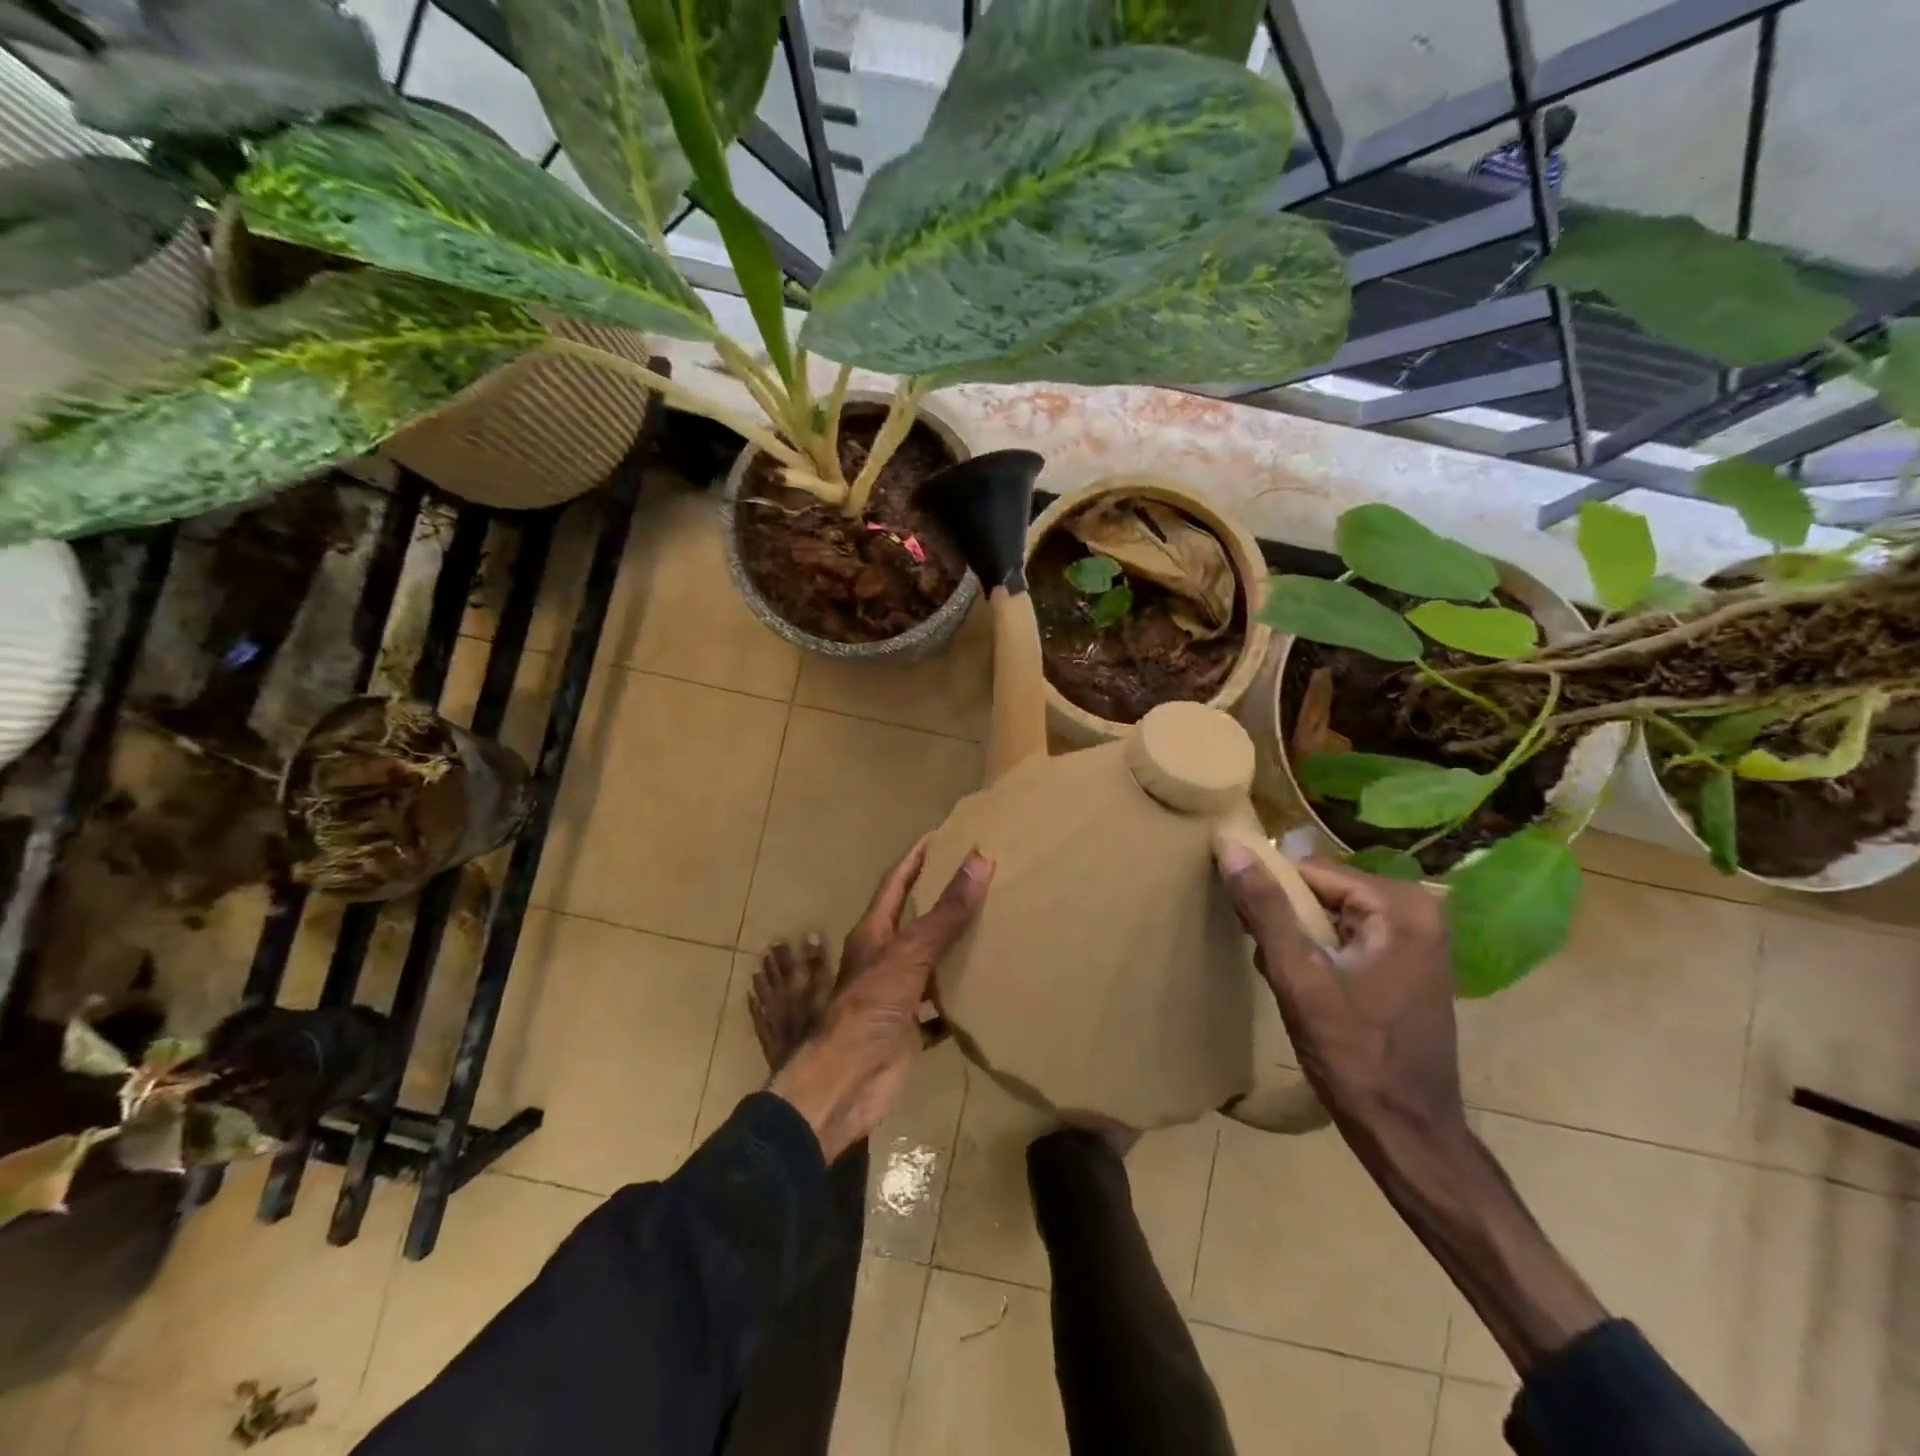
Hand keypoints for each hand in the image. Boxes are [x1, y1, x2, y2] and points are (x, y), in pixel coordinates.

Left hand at [771, 836, 992, 1160]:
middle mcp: (882, 959)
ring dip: (952, 950)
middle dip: (939, 901)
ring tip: (990, 930)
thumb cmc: (871, 1007)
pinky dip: (958, 1001)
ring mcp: (894, 995)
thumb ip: (946, 911)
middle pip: (913, 921)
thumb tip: (980, 857)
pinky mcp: (908, 1029)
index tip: (940, 836)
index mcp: (874, 933)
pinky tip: (985, 993)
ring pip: (928, 964)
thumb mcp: (910, 953)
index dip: (916, 858)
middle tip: (977, 880)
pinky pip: (939, 1009)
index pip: (896, 883)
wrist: (847, 1082)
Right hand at [1212, 841, 1467, 1167]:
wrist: (1408, 1134)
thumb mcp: (1299, 976)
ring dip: (1297, 939)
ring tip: (1279, 975)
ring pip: (1330, 917)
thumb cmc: (1355, 1055)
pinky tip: (1302, 987)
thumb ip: (1265, 908)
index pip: (1310, 872)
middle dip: (1284, 919)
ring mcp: (1416, 942)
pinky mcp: (1406, 967)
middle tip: (1264, 957)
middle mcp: (1417, 913)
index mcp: (1400, 906)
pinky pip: (1346, 939)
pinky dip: (1317, 955)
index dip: (1270, 892)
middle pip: (1323, 892)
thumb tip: (1229, 845)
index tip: (1241, 922)